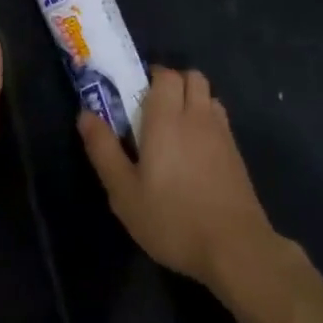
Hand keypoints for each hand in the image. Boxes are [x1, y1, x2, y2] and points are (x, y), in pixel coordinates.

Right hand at [77, 66, 291, 299]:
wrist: (234, 248)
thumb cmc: (172, 218)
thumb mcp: (124, 192)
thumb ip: (104, 149)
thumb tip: (85, 114)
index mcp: (167, 118)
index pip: (165, 75)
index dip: (151, 76)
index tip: (135, 93)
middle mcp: (197, 116)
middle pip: (192, 77)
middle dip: (174, 82)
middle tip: (153, 108)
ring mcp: (222, 134)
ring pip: (209, 96)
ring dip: (193, 99)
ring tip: (176, 128)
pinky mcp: (237, 154)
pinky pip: (221, 120)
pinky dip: (207, 121)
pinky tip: (196, 152)